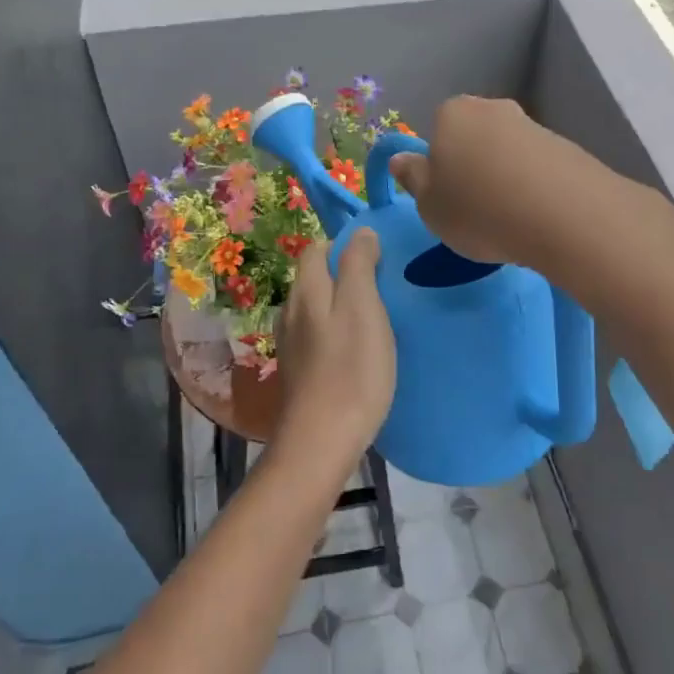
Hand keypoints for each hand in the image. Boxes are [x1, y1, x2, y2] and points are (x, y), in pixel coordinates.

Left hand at [271, 231, 395, 472]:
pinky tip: (357, 352)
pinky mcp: (298, 372)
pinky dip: (336, 334)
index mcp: (305, 290)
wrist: (321, 441)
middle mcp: (290, 311)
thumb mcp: (362, 307)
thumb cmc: (350, 369)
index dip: (344, 246)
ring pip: (316, 309)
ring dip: (341, 306)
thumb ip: (359, 265)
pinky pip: (318, 337)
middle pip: (314, 278)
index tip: (377, 259)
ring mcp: (291, 344)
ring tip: (374, 320)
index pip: (316, 249)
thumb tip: (360, 232)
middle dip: (344, 276)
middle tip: (383, 289)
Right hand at [386, 96, 601, 268]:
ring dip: (505, 178)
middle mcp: (493, 108)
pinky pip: (538, 168)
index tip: (446, 197)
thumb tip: (401, 159)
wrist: (566, 216)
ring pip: (507, 152)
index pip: (437, 131)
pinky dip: (534, 187)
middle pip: (474, 137)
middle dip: (473, 166)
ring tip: (510, 220)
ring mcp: (534, 125)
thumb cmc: (479, 210)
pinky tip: (537, 217)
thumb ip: (413, 179)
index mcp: (452, 113)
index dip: (439, 165)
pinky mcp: (568, 148)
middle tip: (475, 209)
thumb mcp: (430, 206)